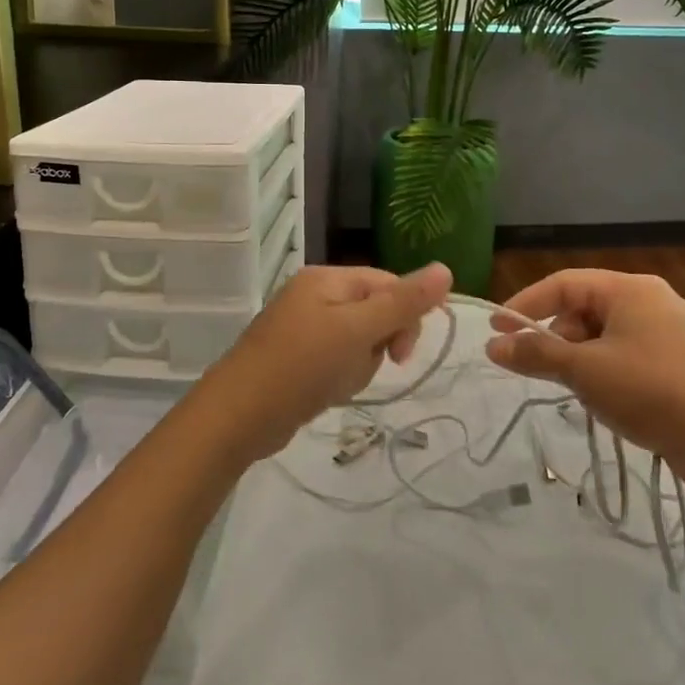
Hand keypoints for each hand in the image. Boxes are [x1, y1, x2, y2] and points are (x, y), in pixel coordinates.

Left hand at [194, 263, 453, 462]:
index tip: (402, 354)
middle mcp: (314, 295)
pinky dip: (339, 378)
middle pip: (374, 312)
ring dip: (358, 366)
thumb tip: (446, 269)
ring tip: (336, 384)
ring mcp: (302, 327)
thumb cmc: (301, 366)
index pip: (387, 284)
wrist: (238, 416)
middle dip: (377, 345)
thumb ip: (403, 303)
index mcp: (327, 279)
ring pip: (358, 342)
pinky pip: (337, 361)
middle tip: (359, 368)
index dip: (404, 316)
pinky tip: (325, 393)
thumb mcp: (358, 331)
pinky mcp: (296, 357)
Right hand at [485, 269, 684, 475]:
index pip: (563, 284)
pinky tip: (608, 399)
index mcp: (630, 289)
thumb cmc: (650, 391)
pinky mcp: (679, 361)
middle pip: (584, 309)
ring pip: (605, 335)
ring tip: (581, 391)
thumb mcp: (584, 371)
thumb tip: (492, 345)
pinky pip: (627, 353)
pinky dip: (606, 369)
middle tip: (543, 369)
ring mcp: (669, 331)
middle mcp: (650, 300)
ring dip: (581, 358)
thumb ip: (536, 354)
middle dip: (557, 338)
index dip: (525, 304)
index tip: (496, 329)